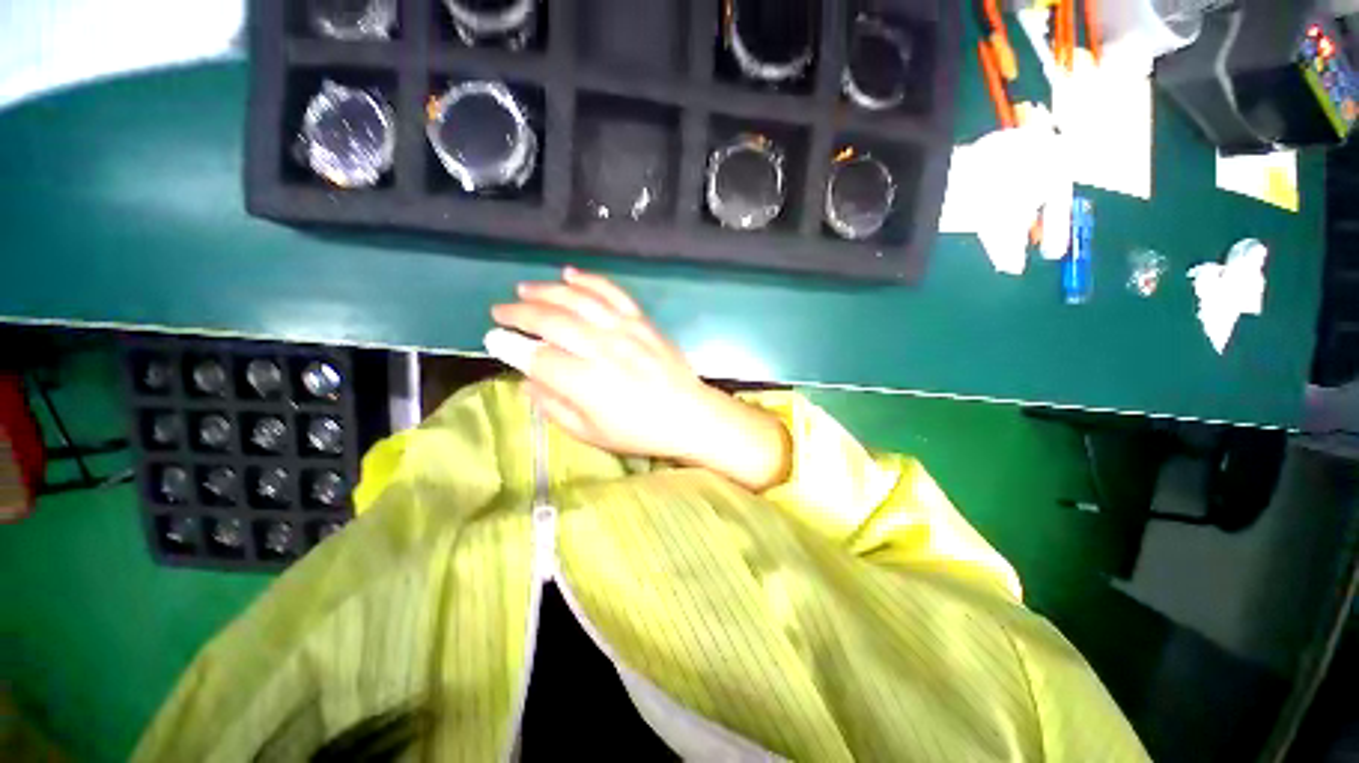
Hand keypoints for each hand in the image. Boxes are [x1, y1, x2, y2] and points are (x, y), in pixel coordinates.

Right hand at [488, 267, 789, 491]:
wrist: (688, 414)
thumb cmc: (639, 431)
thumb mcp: (591, 433)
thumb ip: (554, 408)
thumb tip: (527, 381)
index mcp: (587, 383)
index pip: (537, 358)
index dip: (510, 347)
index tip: (492, 338)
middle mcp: (602, 350)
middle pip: (552, 322)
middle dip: (519, 313)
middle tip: (500, 310)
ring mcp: (624, 331)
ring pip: (578, 300)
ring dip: (547, 290)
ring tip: (524, 289)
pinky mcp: (642, 321)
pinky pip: (613, 293)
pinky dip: (590, 280)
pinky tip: (570, 274)